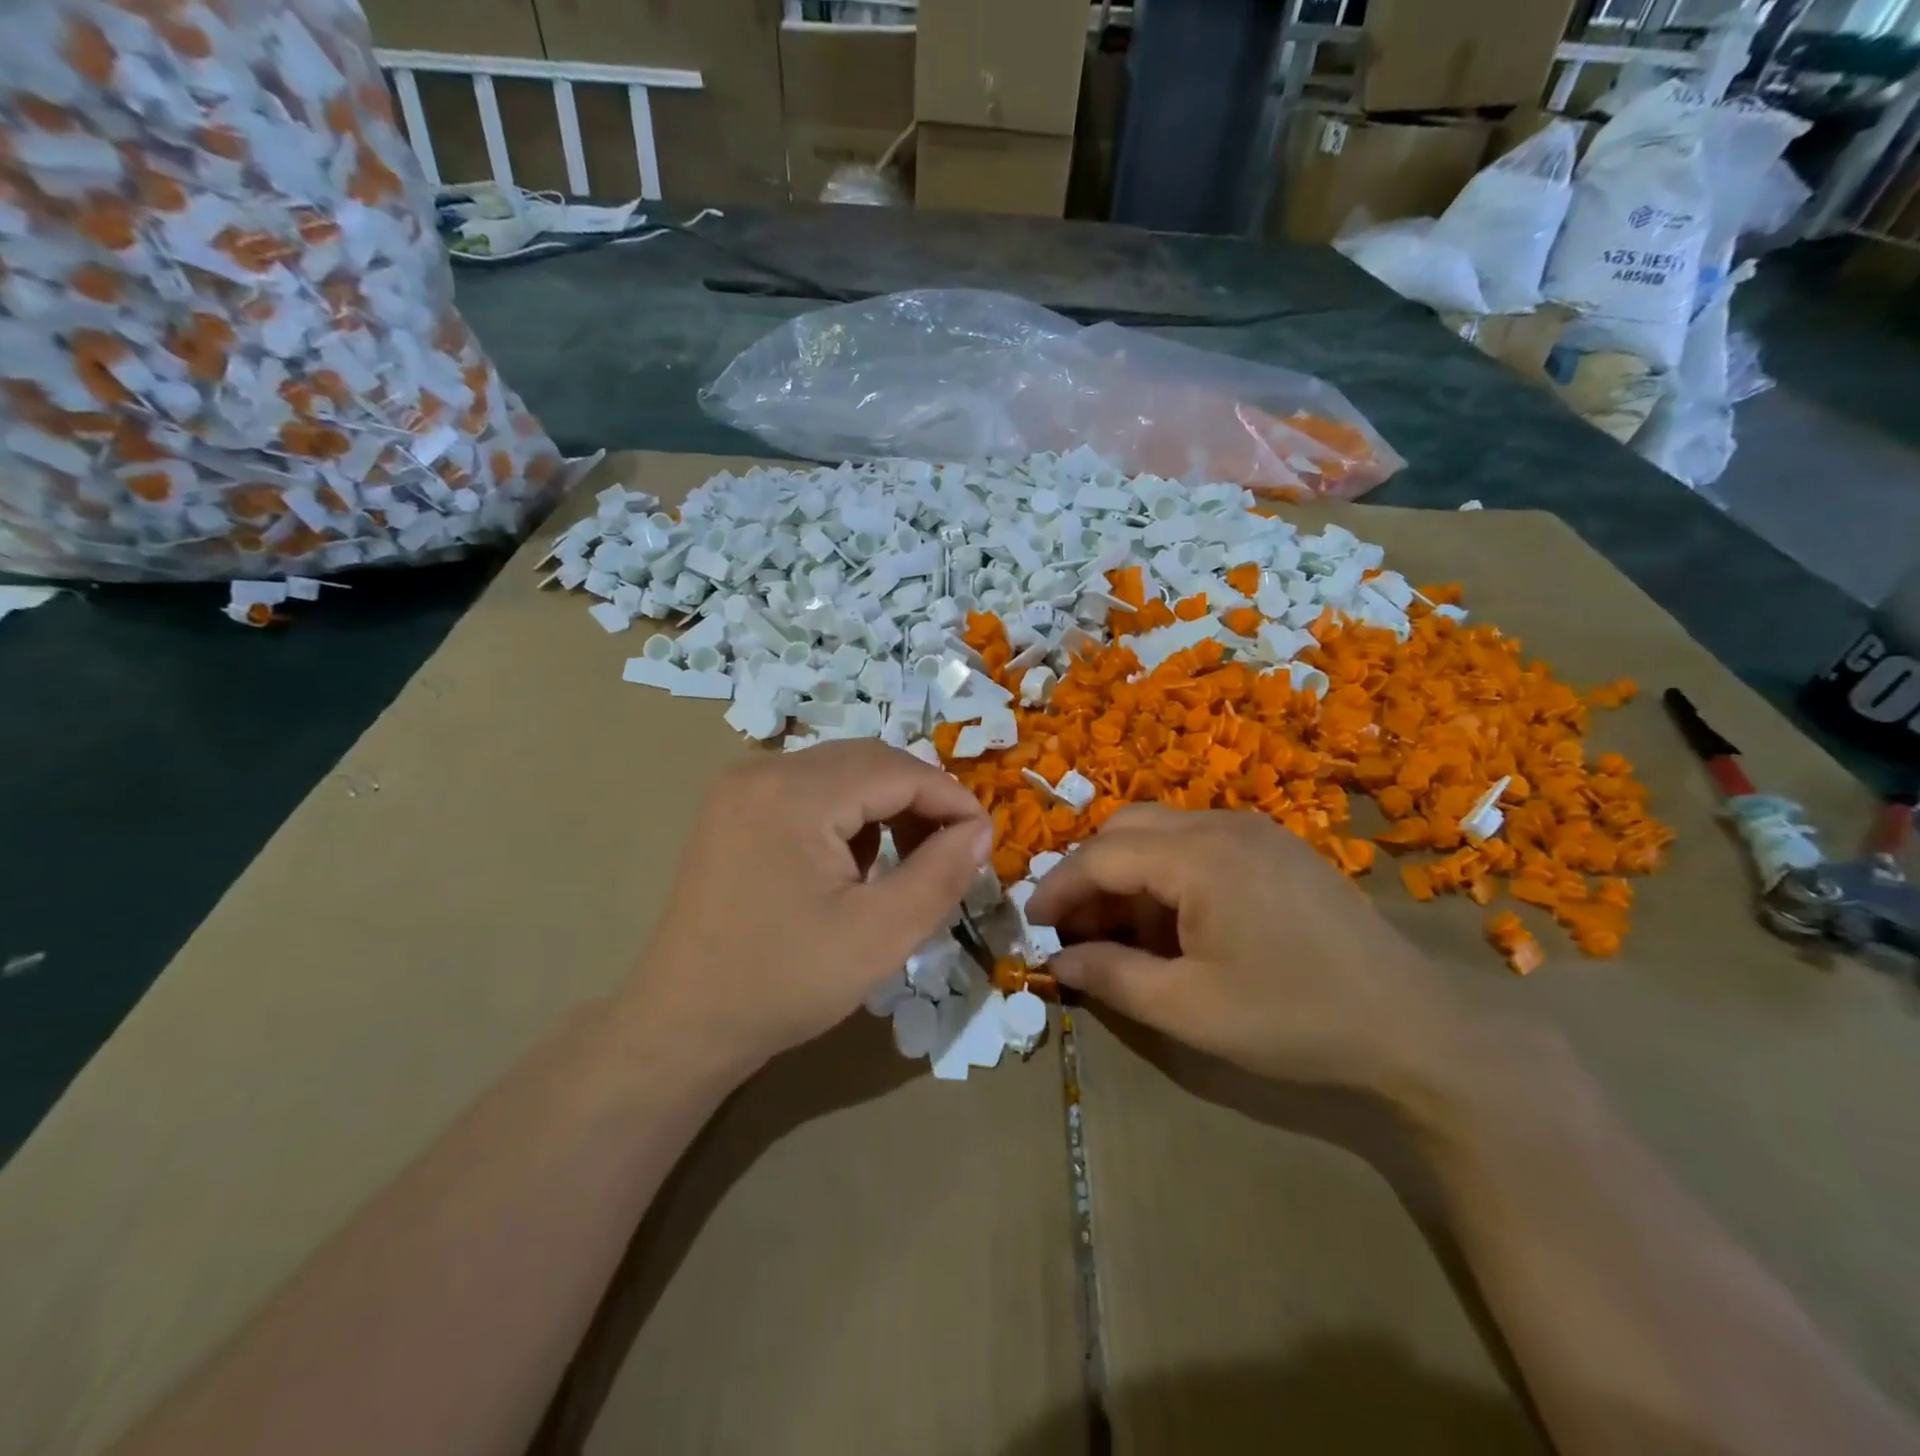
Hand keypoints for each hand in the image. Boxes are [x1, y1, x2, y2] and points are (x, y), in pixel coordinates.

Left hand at [630, 740, 991, 1075]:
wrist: (682, 1022)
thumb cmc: (783, 984)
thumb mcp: (879, 936)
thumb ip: (940, 875)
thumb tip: (981, 829)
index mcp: (794, 793)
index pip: (897, 770)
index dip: (951, 799)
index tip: (986, 840)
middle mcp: (763, 770)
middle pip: (869, 761)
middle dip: (920, 799)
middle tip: (953, 851)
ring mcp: (742, 786)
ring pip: (841, 772)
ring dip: (886, 804)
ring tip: (909, 859)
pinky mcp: (735, 807)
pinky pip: (811, 789)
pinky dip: (849, 813)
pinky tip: (856, 860)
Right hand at [1025, 806, 1465, 1096]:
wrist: (1413, 1025)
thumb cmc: (1293, 1018)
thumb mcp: (1189, 1010)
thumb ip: (1112, 977)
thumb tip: (1057, 960)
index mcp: (1200, 857)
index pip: (1102, 855)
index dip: (1059, 886)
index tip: (1032, 922)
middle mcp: (1223, 825)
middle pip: (1126, 827)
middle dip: (1089, 872)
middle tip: (1075, 926)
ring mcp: (1255, 830)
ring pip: (1161, 830)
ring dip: (1127, 870)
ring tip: (1120, 929)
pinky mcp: (1276, 846)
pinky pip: (1198, 841)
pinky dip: (1165, 869)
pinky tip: (1173, 919)